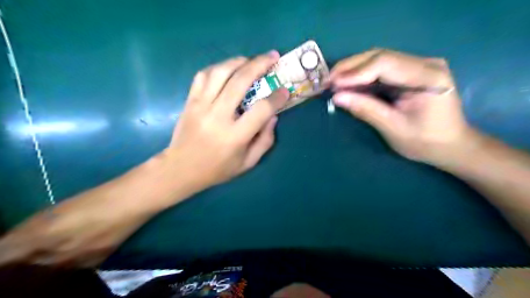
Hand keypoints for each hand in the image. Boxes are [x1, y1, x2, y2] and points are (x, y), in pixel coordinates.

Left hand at [165, 51, 288, 189]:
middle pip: (240, 81)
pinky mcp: (190, 101)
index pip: (261, 109)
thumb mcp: (247, 163)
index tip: (284, 91)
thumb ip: (265, 141)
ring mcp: (201, 106)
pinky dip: (218, 67)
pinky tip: (228, 69)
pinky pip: (203, 75)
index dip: (276, 98)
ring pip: (220, 72)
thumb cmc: (217, 169)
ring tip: (251, 60)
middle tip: (272, 57)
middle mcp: (218, 116)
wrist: (181, 169)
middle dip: (260, 64)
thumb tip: (273, 116)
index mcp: (235, 136)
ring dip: (238, 61)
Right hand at [330, 48, 473, 164]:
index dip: (355, 73)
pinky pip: (381, 68)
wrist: (450, 146)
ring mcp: (418, 65)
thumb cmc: (425, 142)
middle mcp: (425, 63)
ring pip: (378, 59)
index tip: (332, 84)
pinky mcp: (410, 72)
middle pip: (380, 56)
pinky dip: (362, 75)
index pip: (385, 64)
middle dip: (350, 67)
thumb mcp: (393, 128)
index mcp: (427, 77)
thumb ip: (365, 109)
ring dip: (353, 69)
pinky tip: (348, 82)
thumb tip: (336, 97)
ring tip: (333, 81)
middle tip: (327, 80)